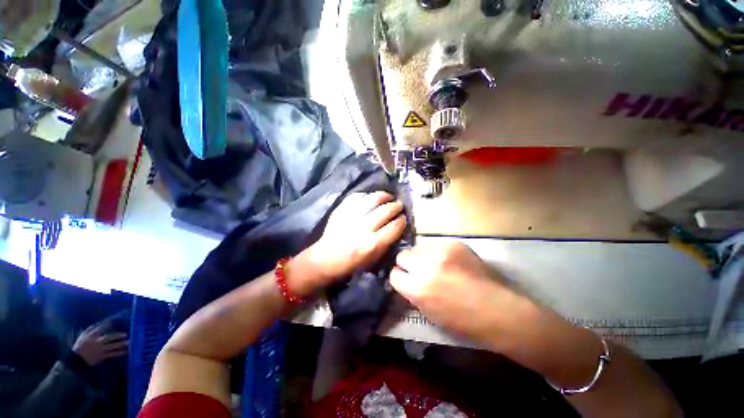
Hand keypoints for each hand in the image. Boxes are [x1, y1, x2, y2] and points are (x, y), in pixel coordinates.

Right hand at [72, 323, 128, 365]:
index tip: (114, 321)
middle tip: (126, 334)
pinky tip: (126, 351)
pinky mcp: (102, 356)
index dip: (108, 324)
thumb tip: (99, 322)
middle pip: (109, 338)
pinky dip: (120, 353)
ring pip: (113, 346)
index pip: (101, 328)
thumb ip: (91, 329)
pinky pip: (112, 354)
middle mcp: (98, 342)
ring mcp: (101, 349)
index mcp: (92, 336)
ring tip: (129, 342)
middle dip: (118, 336)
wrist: (76, 359)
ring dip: (121, 344)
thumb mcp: (83, 336)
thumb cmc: (80, 346)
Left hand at [303, 191, 406, 286]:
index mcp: (372, 244)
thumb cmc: (352, 263)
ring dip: (385, 196)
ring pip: (373, 199)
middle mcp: (363, 228)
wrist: (326, 258)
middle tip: (399, 205)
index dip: (402, 220)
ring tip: (389, 197)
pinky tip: (372, 198)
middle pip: (386, 210)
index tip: (403, 218)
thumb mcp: (374, 259)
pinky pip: (358, 196)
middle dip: (396, 206)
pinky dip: (367, 195)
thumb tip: (397, 225)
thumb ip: (387, 242)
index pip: (394, 226)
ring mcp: (351, 216)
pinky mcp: (342, 209)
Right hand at [390, 242, 528, 343]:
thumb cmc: (462, 320)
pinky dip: (436, 252)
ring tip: (435, 264)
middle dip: (407, 264)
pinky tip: (448, 261)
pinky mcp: (453, 244)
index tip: (406, 279)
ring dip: (421, 256)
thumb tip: (405, 278)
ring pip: (417, 247)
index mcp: (417, 289)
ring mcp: (440, 252)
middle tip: (419, 270)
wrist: (497, 310)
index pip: (394, 274)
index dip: (400, 277)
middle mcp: (425, 266)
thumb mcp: (428, 312)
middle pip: (402, 255)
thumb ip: (412, 292)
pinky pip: (434, 244)